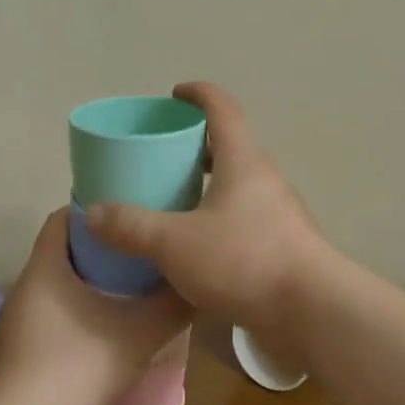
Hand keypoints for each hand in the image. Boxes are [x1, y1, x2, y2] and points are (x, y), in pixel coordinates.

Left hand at [0, 208, 191, 404]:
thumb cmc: (78, 369)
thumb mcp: (139, 333)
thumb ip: (173, 305)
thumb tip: (197, 283)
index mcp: (45, 268)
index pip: (64, 218)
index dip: (97, 209)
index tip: (132, 211)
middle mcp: (29, 288)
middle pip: (67, 251)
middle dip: (106, 248)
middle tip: (146, 248)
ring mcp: (24, 323)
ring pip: (65, 287)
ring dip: (98, 284)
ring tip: (140, 285)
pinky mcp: (28, 353)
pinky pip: (61, 316)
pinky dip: (88, 312)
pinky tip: (120, 328)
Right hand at [85, 82, 327, 337]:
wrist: (311, 311)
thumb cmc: (243, 260)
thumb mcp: (174, 243)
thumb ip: (131, 226)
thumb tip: (93, 213)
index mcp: (243, 162)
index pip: (222, 109)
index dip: (198, 94)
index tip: (175, 94)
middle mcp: (265, 179)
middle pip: (230, 147)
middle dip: (197, 146)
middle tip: (163, 157)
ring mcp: (279, 213)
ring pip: (239, 186)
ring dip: (209, 186)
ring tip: (175, 203)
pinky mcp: (284, 245)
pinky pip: (246, 218)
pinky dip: (221, 219)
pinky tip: (200, 246)